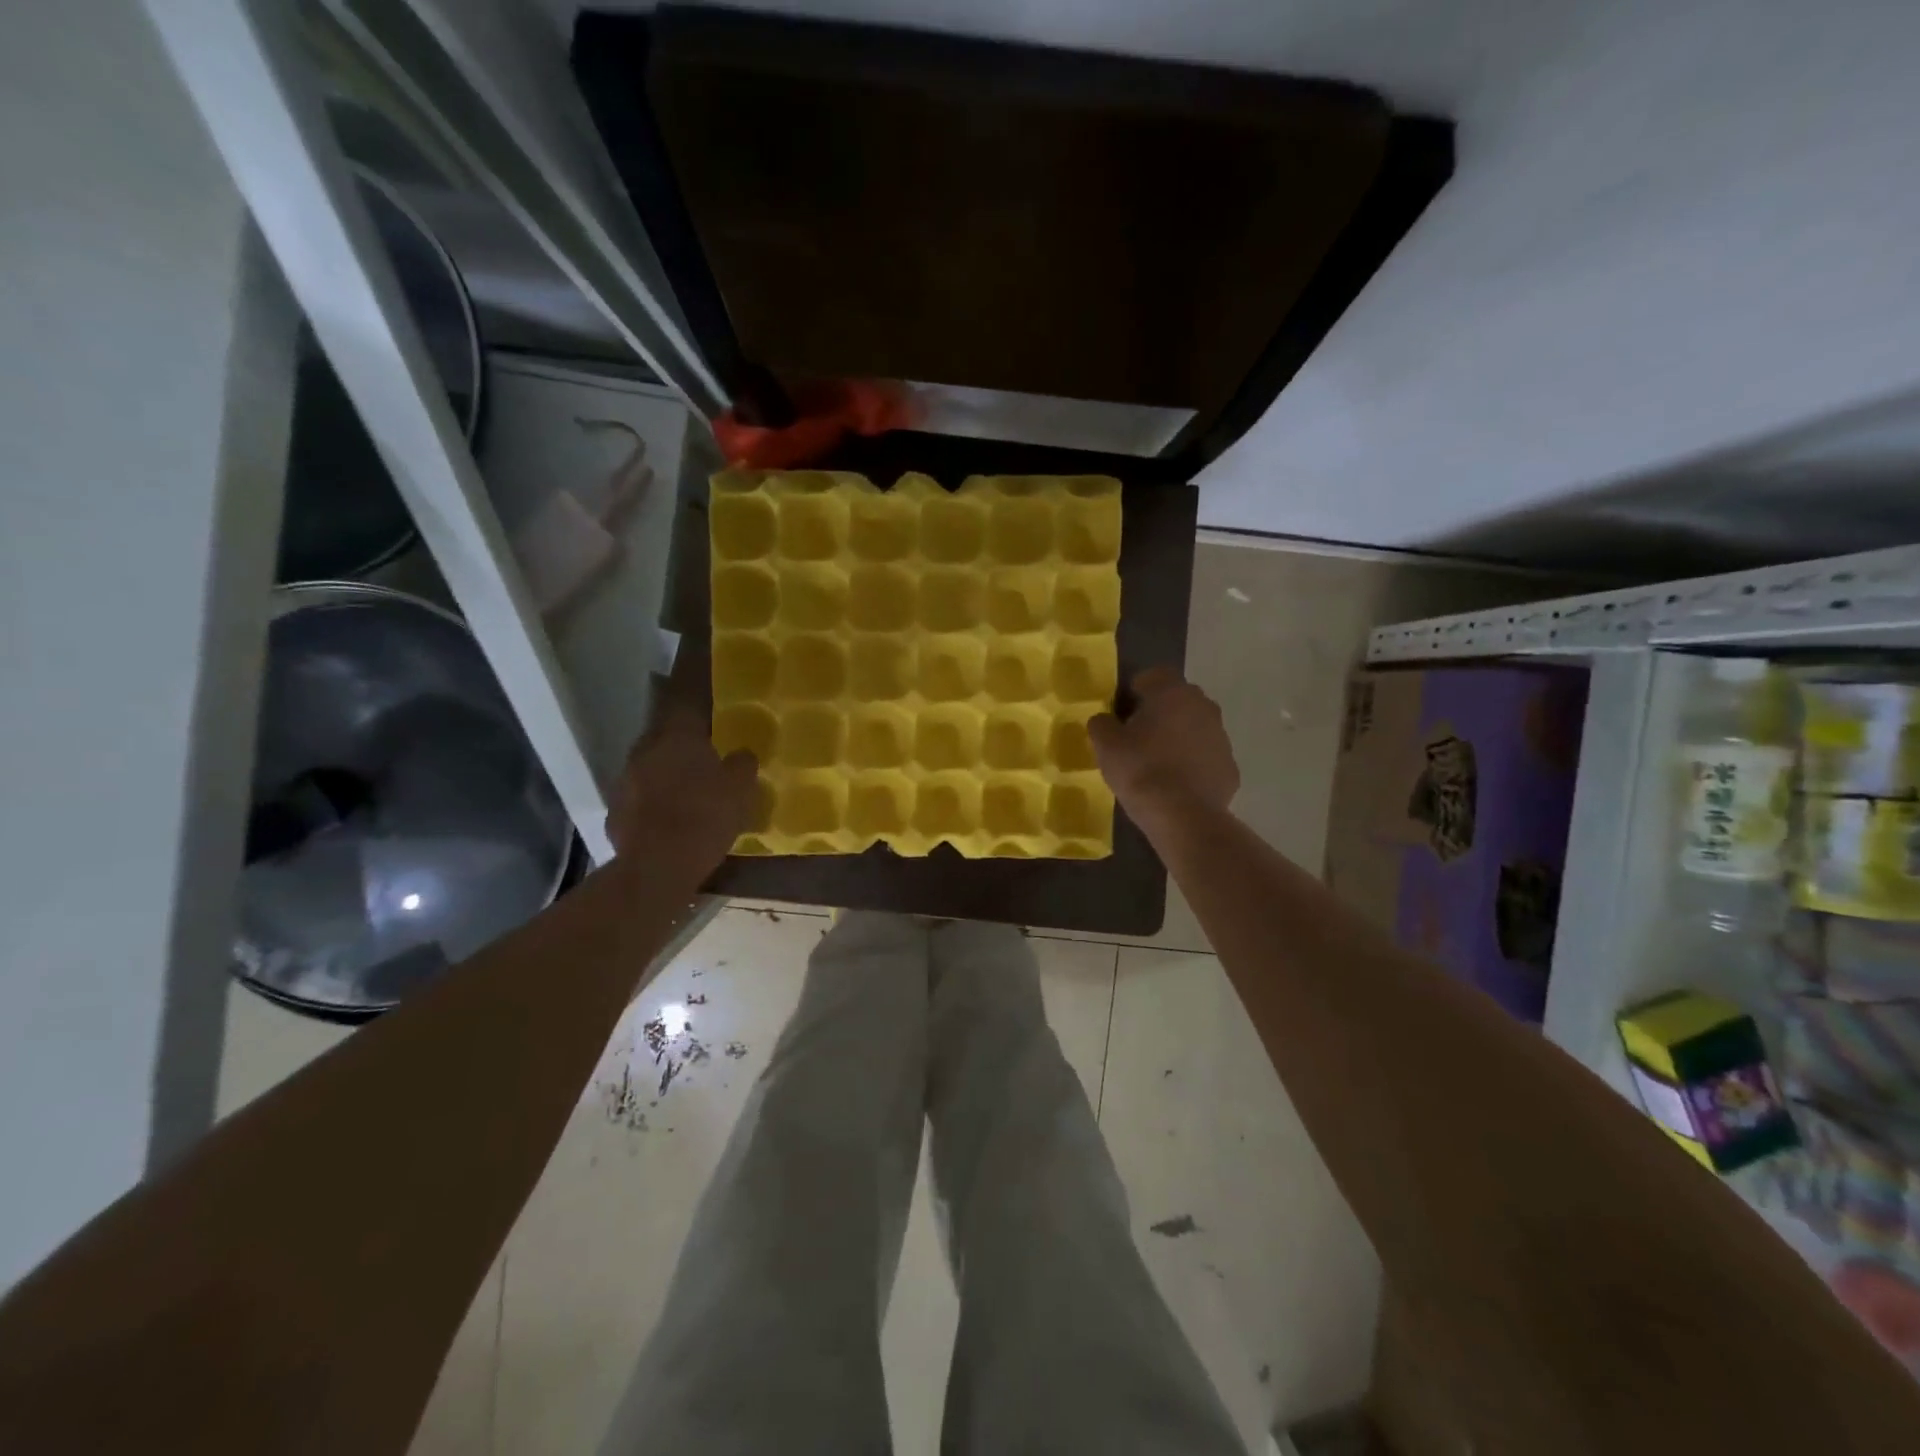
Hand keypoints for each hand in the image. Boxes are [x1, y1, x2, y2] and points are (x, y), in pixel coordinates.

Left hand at [606, 702, 757, 875]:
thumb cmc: (705, 817)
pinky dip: (654, 798)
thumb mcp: (740, 789)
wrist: (657, 866)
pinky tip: (668, 814)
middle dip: (681, 736)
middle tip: (701, 744)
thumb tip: (741, 752)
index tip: (699, 678)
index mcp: (677, 736)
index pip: (685, 699)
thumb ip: (741, 764)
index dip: (694, 688)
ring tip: (686, 783)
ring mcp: (625, 780)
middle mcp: (646, 749)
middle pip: (664, 732)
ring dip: (666, 768)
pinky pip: (640, 795)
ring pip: (650, 764)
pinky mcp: (616, 810)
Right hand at [1088, 667, 1238, 831]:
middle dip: (1159, 712)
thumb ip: (1101, 724)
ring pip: (1195, 728)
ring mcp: (1221, 737)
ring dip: (1178, 738)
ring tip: (1157, 764)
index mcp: (1172, 693)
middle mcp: (1203, 706)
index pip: (1154, 675)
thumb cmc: (1140, 770)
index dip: (1135, 691)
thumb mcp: (1105, 745)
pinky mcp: (1230, 766)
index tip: (1122, 713)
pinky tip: (1176, 785)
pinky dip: (1193, 764)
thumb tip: (1105, 720)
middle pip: (1177, 700)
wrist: (1183, 816)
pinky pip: (1205, 757)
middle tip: (1138, 737)